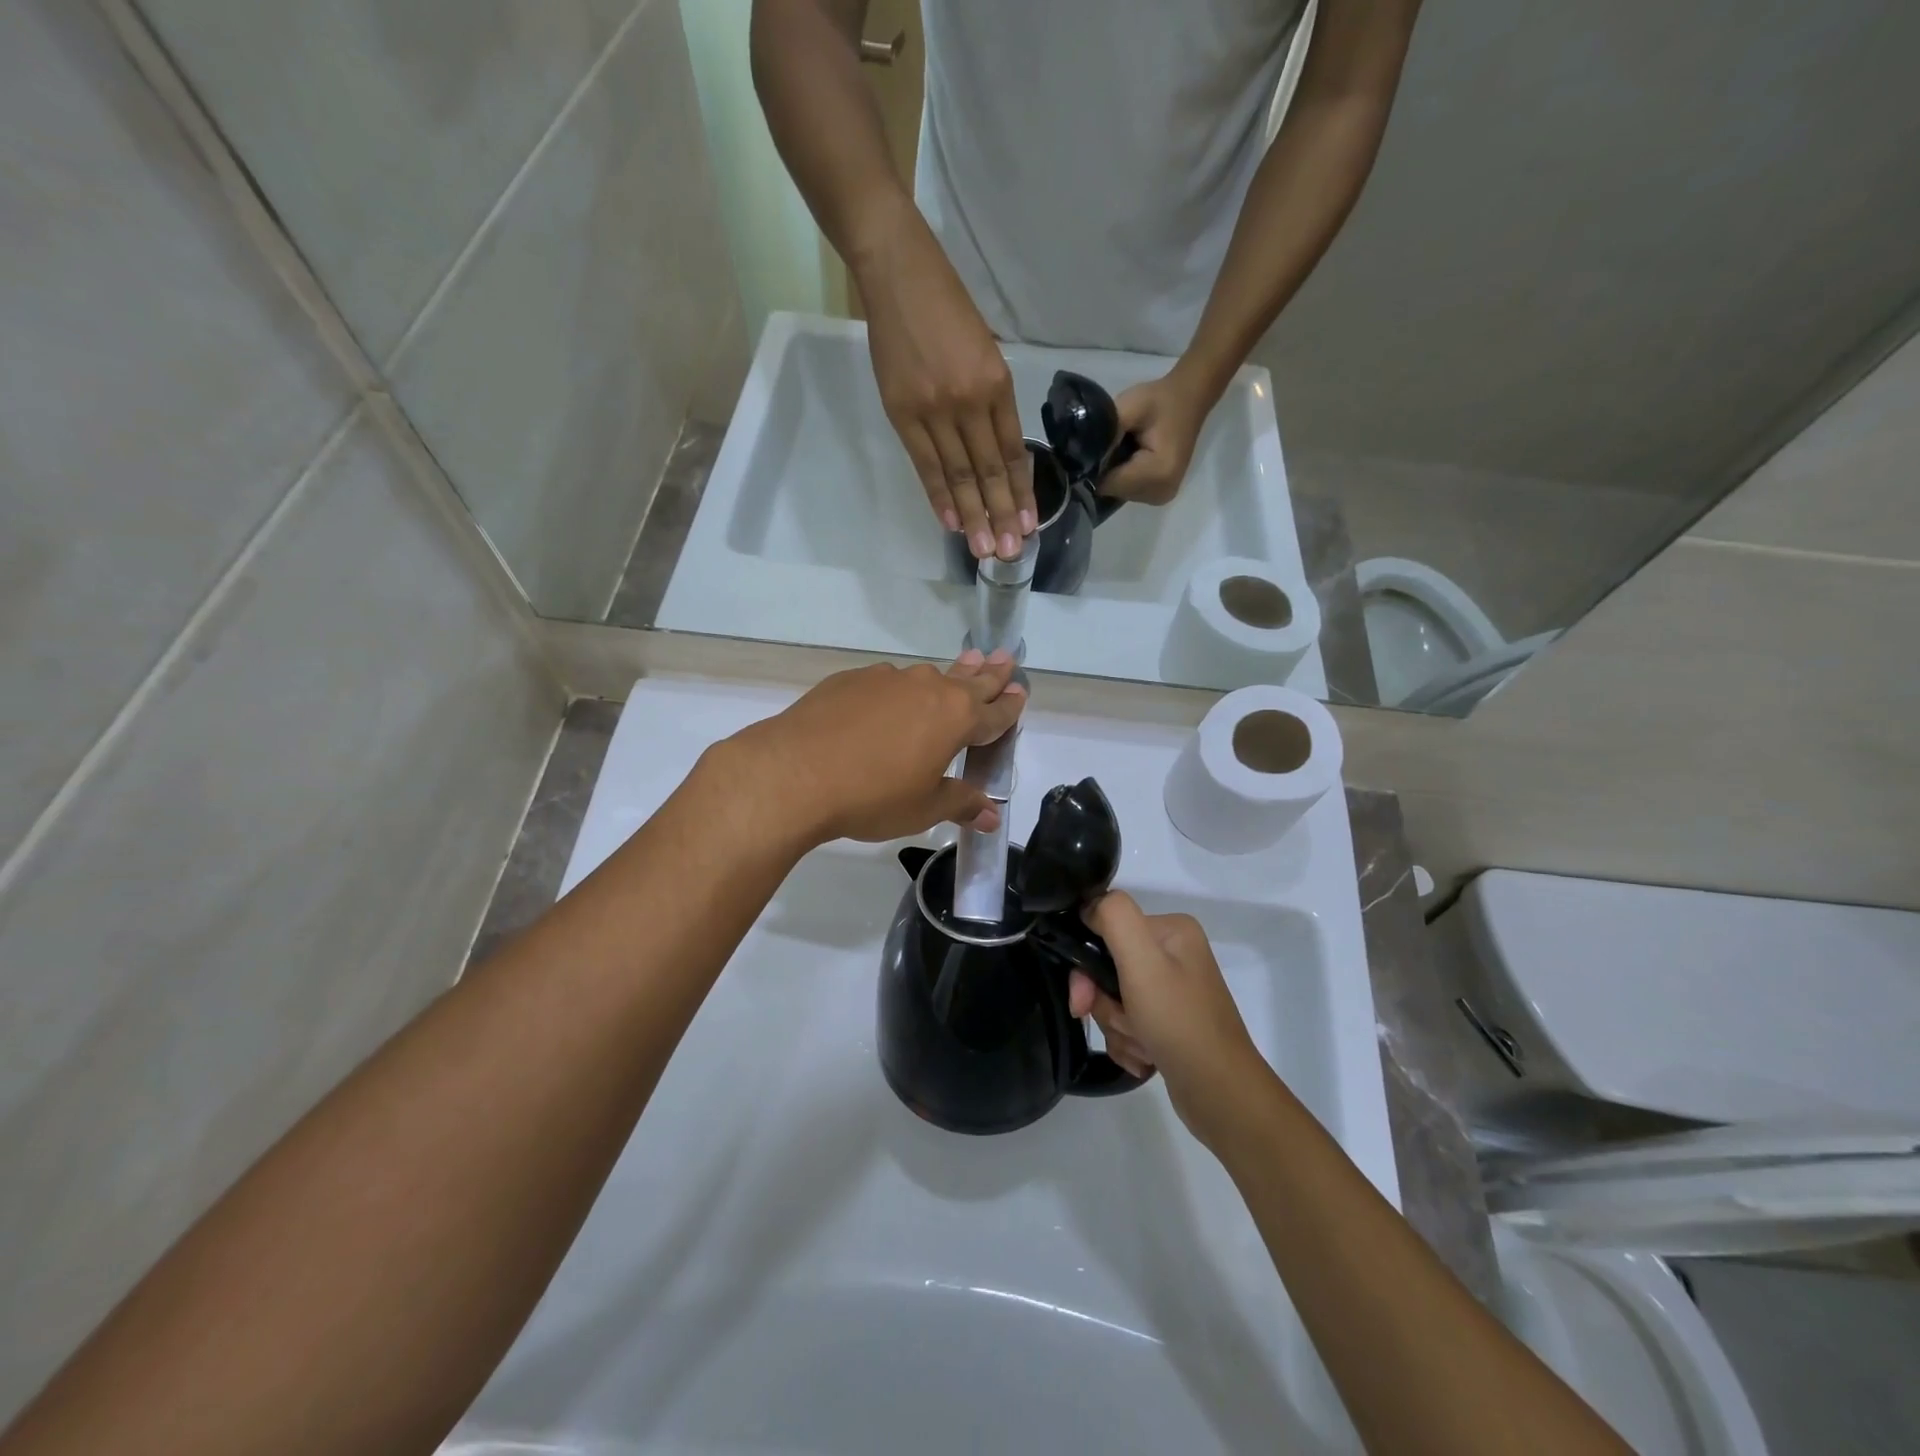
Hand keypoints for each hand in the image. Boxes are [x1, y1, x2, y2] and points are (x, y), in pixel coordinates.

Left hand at [722, 651, 1025, 848]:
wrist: (795, 773)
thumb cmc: (873, 796)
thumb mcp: (924, 808)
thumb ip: (961, 804)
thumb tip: (992, 816)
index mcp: (955, 718)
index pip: (994, 712)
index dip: (1010, 706)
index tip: (1021, 691)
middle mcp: (927, 689)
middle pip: (968, 680)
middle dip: (989, 673)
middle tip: (1005, 656)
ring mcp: (887, 679)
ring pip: (925, 678)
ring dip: (944, 677)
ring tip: (953, 673)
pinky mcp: (850, 680)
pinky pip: (885, 684)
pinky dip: (896, 692)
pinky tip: (886, 705)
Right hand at [855, 205, 1035, 559]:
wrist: (898, 273)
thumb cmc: (946, 307)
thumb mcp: (985, 350)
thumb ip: (990, 400)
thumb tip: (994, 451)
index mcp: (996, 384)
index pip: (1012, 452)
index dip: (1021, 492)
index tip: (1027, 525)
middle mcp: (969, 401)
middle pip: (989, 471)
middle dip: (1001, 515)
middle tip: (1009, 553)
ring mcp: (934, 409)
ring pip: (958, 475)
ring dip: (972, 515)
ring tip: (983, 549)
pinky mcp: (902, 412)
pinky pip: (925, 464)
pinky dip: (937, 496)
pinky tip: (950, 522)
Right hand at [1067, 893, 1268, 1142]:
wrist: (1220, 1095)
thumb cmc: (1179, 1022)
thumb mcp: (1143, 961)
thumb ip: (1114, 917)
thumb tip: (1089, 905)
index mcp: (1171, 930)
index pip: (1106, 929)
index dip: (1087, 963)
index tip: (1084, 996)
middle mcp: (1174, 955)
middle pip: (1108, 968)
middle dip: (1106, 1003)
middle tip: (1120, 1025)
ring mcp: (1173, 992)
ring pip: (1114, 1000)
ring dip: (1118, 1027)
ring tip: (1143, 1046)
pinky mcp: (1170, 1025)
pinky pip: (1128, 1025)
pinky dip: (1129, 1044)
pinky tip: (1148, 1059)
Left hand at [1098, 370, 1214, 506]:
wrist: (1190, 399)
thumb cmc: (1160, 400)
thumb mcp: (1131, 406)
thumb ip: (1106, 432)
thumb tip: (1081, 454)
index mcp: (1157, 473)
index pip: (1109, 484)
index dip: (1096, 466)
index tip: (1094, 447)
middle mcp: (1161, 492)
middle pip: (1114, 491)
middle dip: (1106, 470)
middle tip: (1113, 443)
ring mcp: (1162, 496)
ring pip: (1120, 493)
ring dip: (1115, 474)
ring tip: (1123, 449)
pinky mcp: (1161, 495)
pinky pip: (1130, 491)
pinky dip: (1125, 477)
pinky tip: (1130, 458)